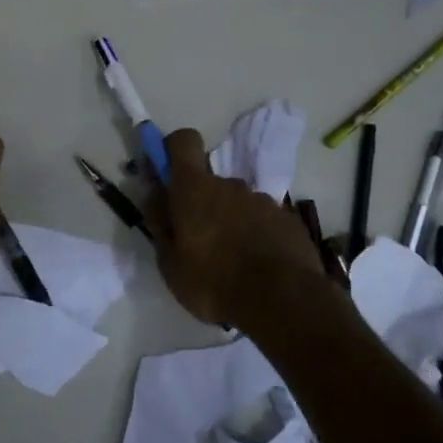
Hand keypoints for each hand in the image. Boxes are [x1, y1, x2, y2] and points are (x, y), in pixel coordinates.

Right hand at [144, 127, 323, 327]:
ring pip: (238, 204)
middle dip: (203, 204)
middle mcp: (230, 185)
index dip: (174, 150)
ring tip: (232, 262)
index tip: (168, 174)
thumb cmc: (213, 282)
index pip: (184, 141)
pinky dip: (257, 235)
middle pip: (210, 182)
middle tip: (200, 242)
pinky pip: (263, 220)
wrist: (282, 302)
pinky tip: (258, 266)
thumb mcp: (170, 263)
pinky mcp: (288, 219)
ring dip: (231, 222)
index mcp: (195, 190)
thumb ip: (160, 223)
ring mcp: (263, 201)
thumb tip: (155, 195)